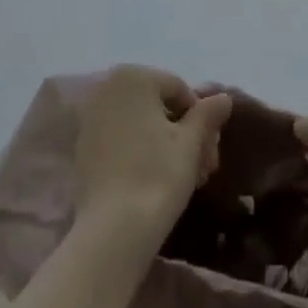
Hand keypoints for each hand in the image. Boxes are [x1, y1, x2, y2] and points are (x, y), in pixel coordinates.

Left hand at [73, 66, 232, 246]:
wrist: (112, 232)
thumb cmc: (157, 176)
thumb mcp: (191, 143)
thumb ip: (207, 114)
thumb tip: (224, 97)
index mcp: (134, 76)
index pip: (180, 90)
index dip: (202, 121)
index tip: (211, 155)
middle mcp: (108, 87)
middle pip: (159, 106)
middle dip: (185, 135)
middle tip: (203, 170)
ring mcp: (92, 117)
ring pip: (141, 123)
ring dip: (166, 145)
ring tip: (185, 179)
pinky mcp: (83, 147)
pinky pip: (121, 139)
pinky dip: (140, 152)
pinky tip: (155, 181)